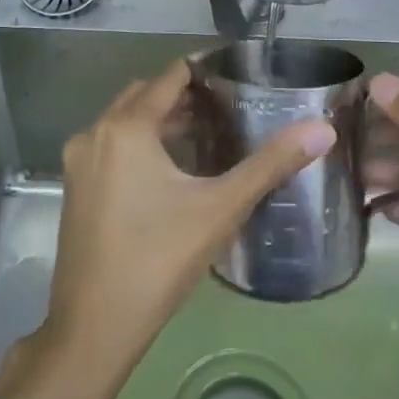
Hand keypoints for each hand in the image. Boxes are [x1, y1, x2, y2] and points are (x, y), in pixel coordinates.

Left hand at [41, 59, 333, 375]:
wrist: (93, 328)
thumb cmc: (158, 261)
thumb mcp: (220, 208)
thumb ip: (270, 164)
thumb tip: (322, 129)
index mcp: (127, 127)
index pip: (169, 76)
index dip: (203, 70)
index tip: (237, 74)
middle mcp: (96, 132)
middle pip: (145, 95)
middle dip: (184, 95)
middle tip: (228, 105)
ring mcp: (79, 161)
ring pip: (125, 121)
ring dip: (162, 120)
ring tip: (207, 132)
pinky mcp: (76, 186)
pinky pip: (112, 145)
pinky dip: (140, 142)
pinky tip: (172, 169)